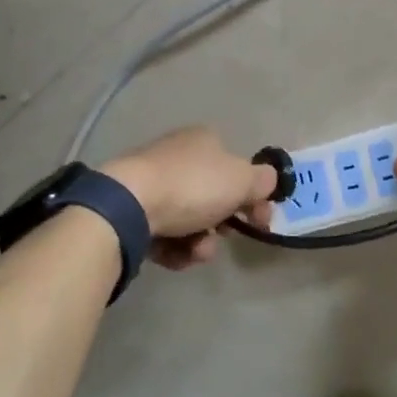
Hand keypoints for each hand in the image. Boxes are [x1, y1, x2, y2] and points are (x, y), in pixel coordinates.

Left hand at [103, 127, 278, 270]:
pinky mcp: (132, 211)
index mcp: (204, 141)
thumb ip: (263, 181)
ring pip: (190, 220)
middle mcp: (178, 156)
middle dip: (223, 223)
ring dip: (200, 242)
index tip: (261, 221)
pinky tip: (174, 256)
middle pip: (213, 197)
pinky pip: (164, 234)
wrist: (128, 206)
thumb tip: (268, 182)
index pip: (237, 167)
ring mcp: (152, 183)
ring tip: (195, 252)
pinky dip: (174, 248)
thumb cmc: (192, 187)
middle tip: (224, 236)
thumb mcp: (242, 180)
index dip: (254, 196)